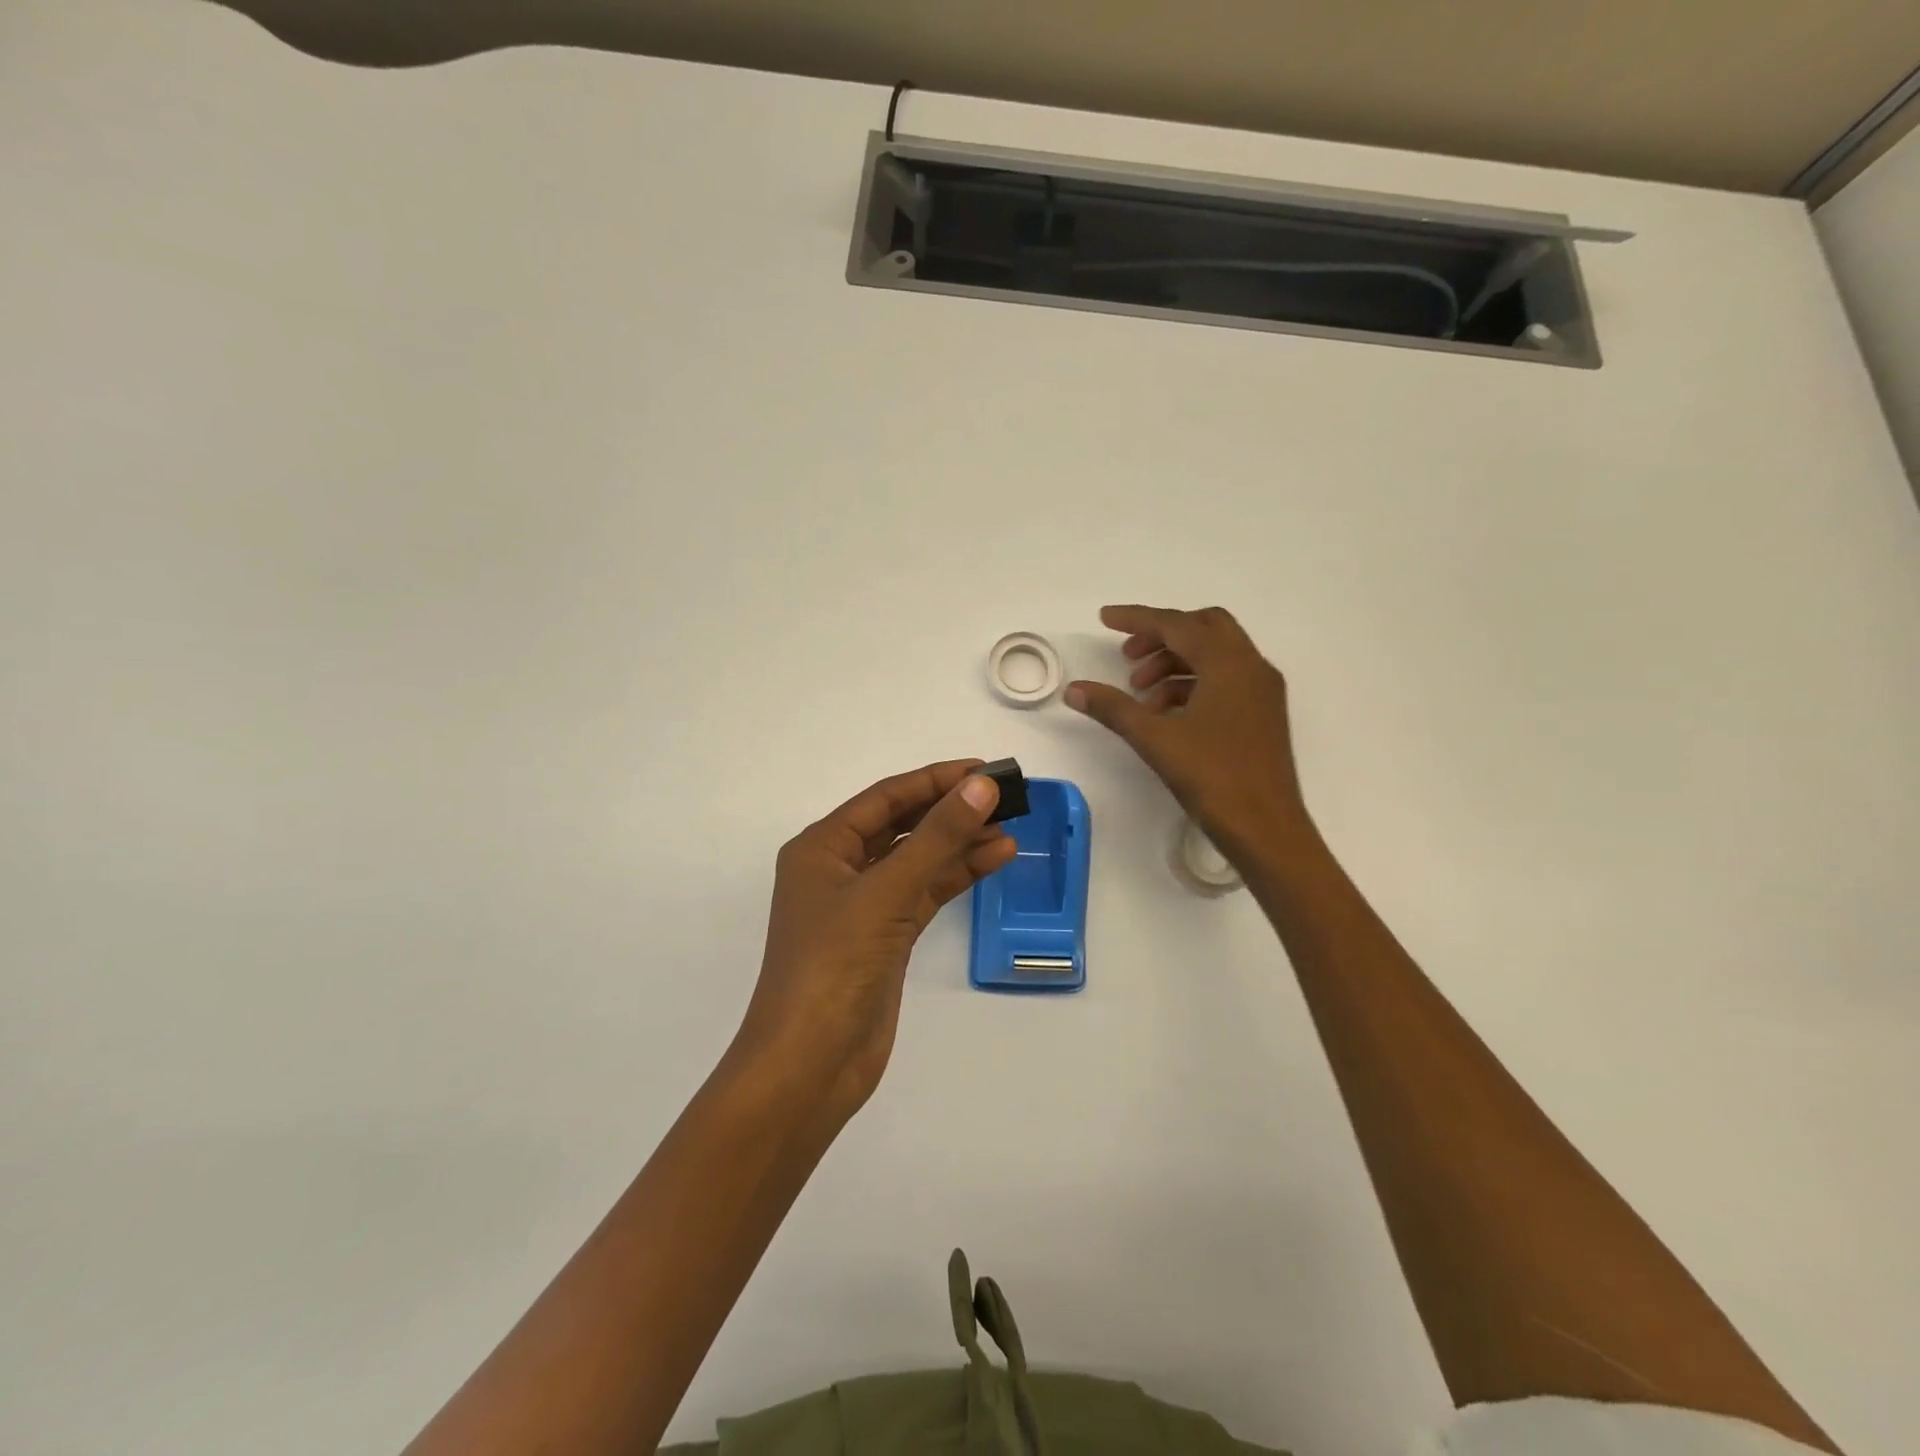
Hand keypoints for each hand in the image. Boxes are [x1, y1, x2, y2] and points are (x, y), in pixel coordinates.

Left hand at [734, 760, 1016, 1124]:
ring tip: (1010, 827)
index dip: (935, 780)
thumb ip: (937, 838)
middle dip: (950, 810)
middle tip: (1004, 797)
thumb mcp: (887, 893)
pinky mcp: (885, 938)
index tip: (984, 769)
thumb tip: (981, 787)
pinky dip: (956, 876)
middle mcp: (840, 870)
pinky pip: (925, 893)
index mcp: (822, 847)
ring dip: (960, 844)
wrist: (810, 1065)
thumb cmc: (834, 966)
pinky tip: (994, 859)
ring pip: (918, 860)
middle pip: (902, 825)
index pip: (886, 798)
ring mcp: (863, 906)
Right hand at [1066, 604, 1312, 861]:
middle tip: (1128, 656)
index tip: (1104, 619)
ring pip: (1215, 655)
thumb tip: (1075, 689)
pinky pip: (1224, 680)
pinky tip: (1165, 712)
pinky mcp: (1263, 714)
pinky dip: (1192, 684)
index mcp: (1228, 664)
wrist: (1266, 829)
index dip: (1137, 619)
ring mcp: (1261, 691)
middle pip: (1203, 628)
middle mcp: (1251, 667)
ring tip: (1140, 693)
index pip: (1177, 624)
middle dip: (1162, 636)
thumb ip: (1113, 708)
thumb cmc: (1212, 778)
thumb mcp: (1155, 739)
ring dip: (1175, 663)